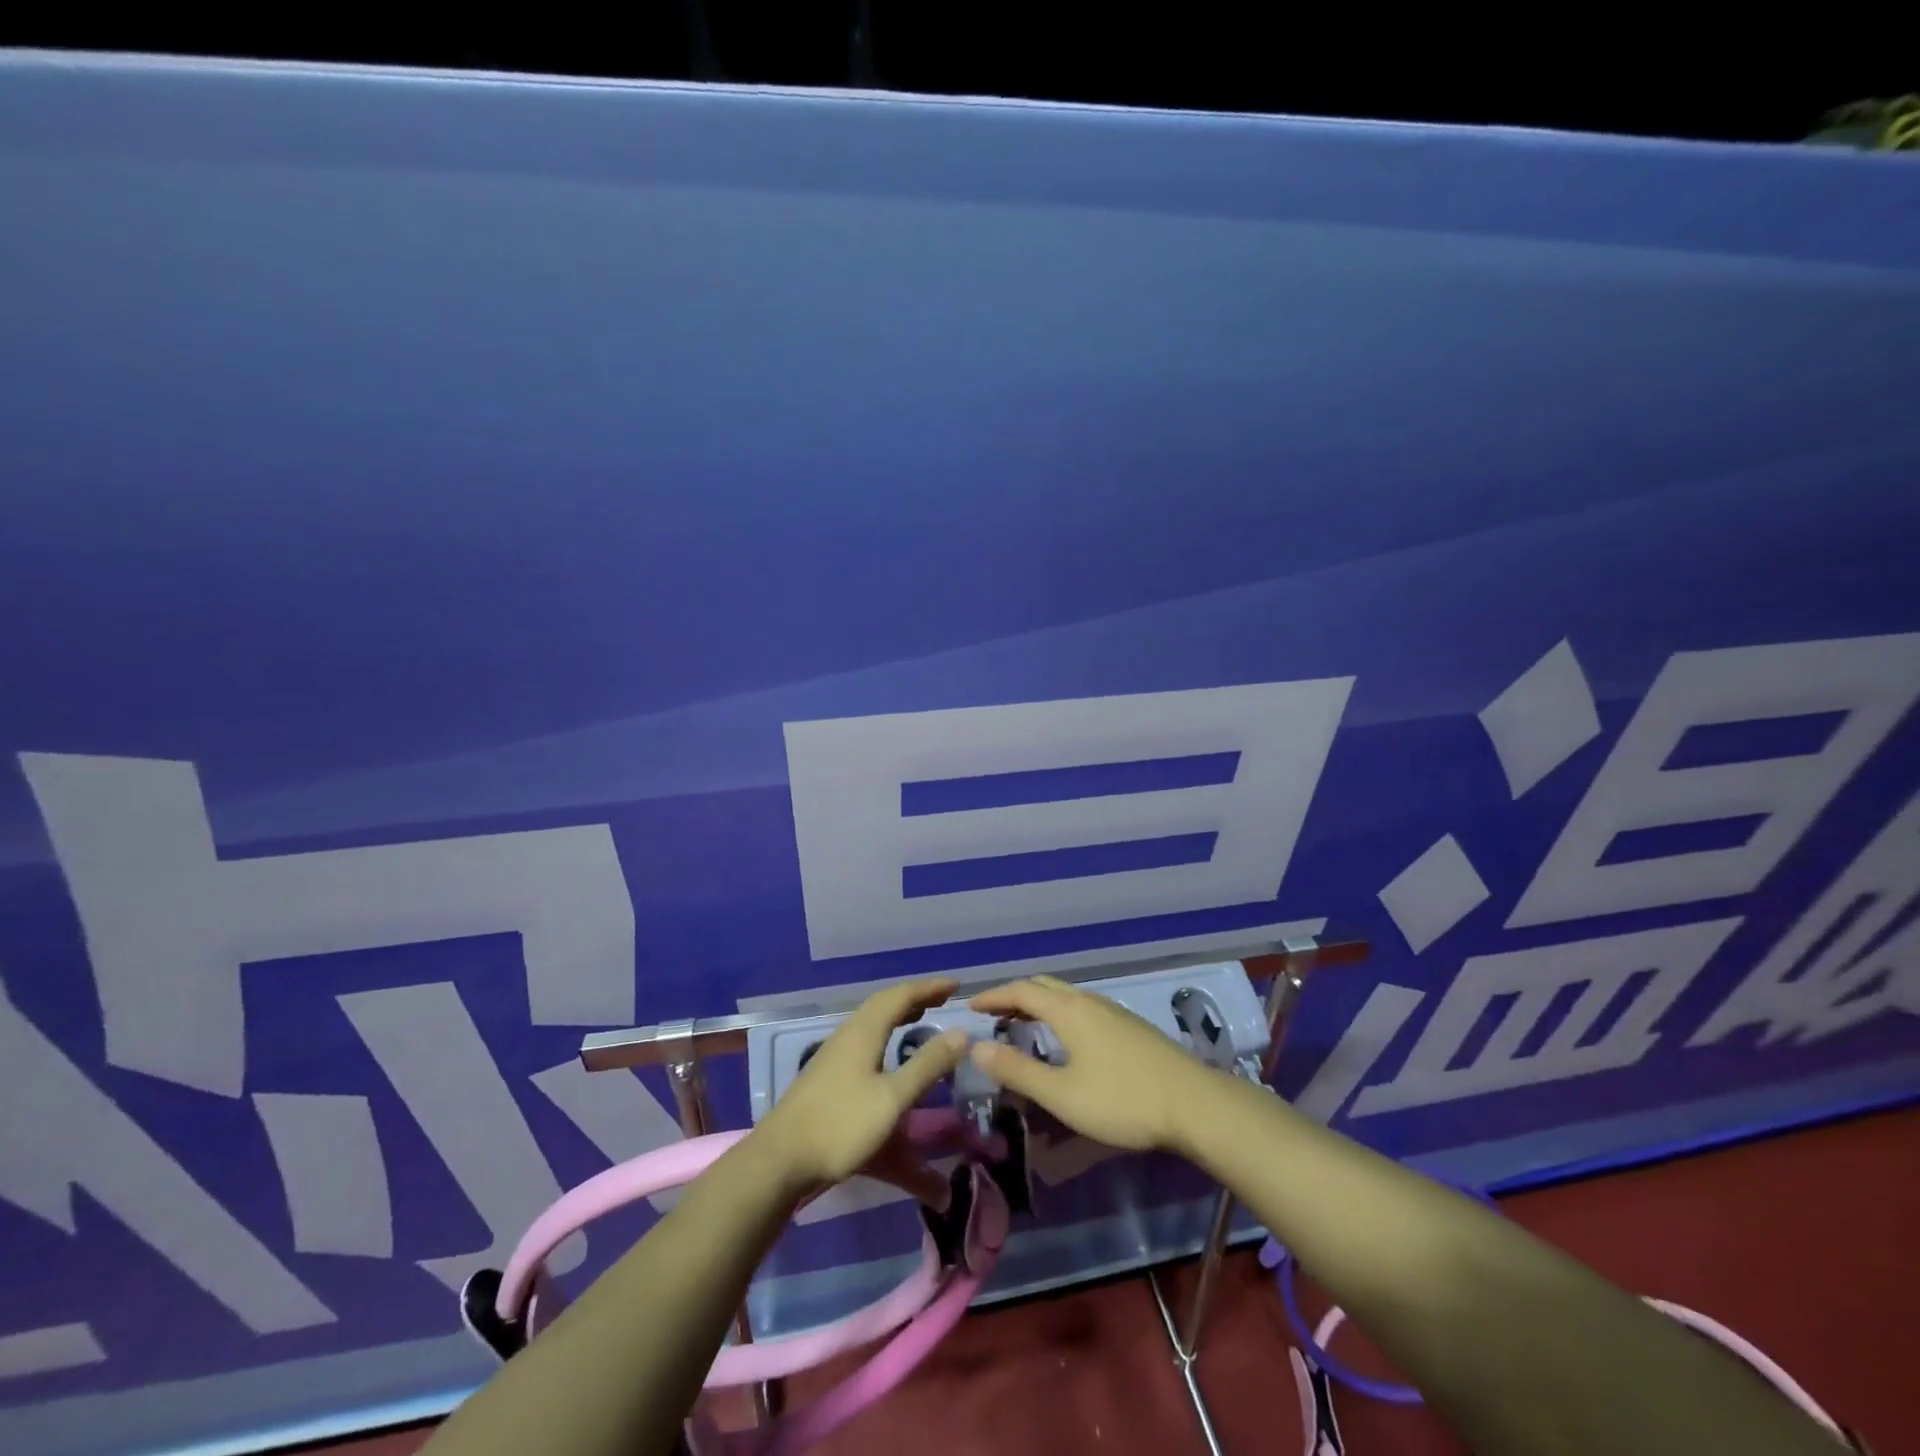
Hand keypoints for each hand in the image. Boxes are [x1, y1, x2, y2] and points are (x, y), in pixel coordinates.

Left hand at [752, 978, 967, 1195]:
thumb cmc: (840, 1125)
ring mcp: (834, 1052)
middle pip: (885, 1003)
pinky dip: (886, 1031)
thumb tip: (960, 1033)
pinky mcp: (827, 1071)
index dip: (930, 987)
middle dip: (915, 997)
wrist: (781, 1158)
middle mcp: (849, 1033)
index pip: (901, 995)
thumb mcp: (892, 1098)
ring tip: (921, 1016)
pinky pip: (865, 1036)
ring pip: (872, 1019)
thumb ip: (927, 1065)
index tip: (956, 986)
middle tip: (943, 998)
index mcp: (864, 1031)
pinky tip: (889, 1051)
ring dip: (899, 1012)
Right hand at [967, 975, 1215, 1152]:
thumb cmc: (1123, 1100)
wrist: (1194, 1104)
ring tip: (1022, 1022)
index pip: (1020, 991)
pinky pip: (1082, 1005)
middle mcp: (1088, 1001)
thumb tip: (977, 1047)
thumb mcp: (1062, 1094)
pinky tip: (1065, 1037)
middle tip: (993, 1013)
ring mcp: (1113, 1010)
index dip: (992, 996)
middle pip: (1043, 985)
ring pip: (1065, 994)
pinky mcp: (1129, 1025)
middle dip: (1014, 994)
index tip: (970, 1006)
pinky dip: (1059, 1011)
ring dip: (1038, 1001)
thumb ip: (1018, 1071)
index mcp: (1068, 1010)